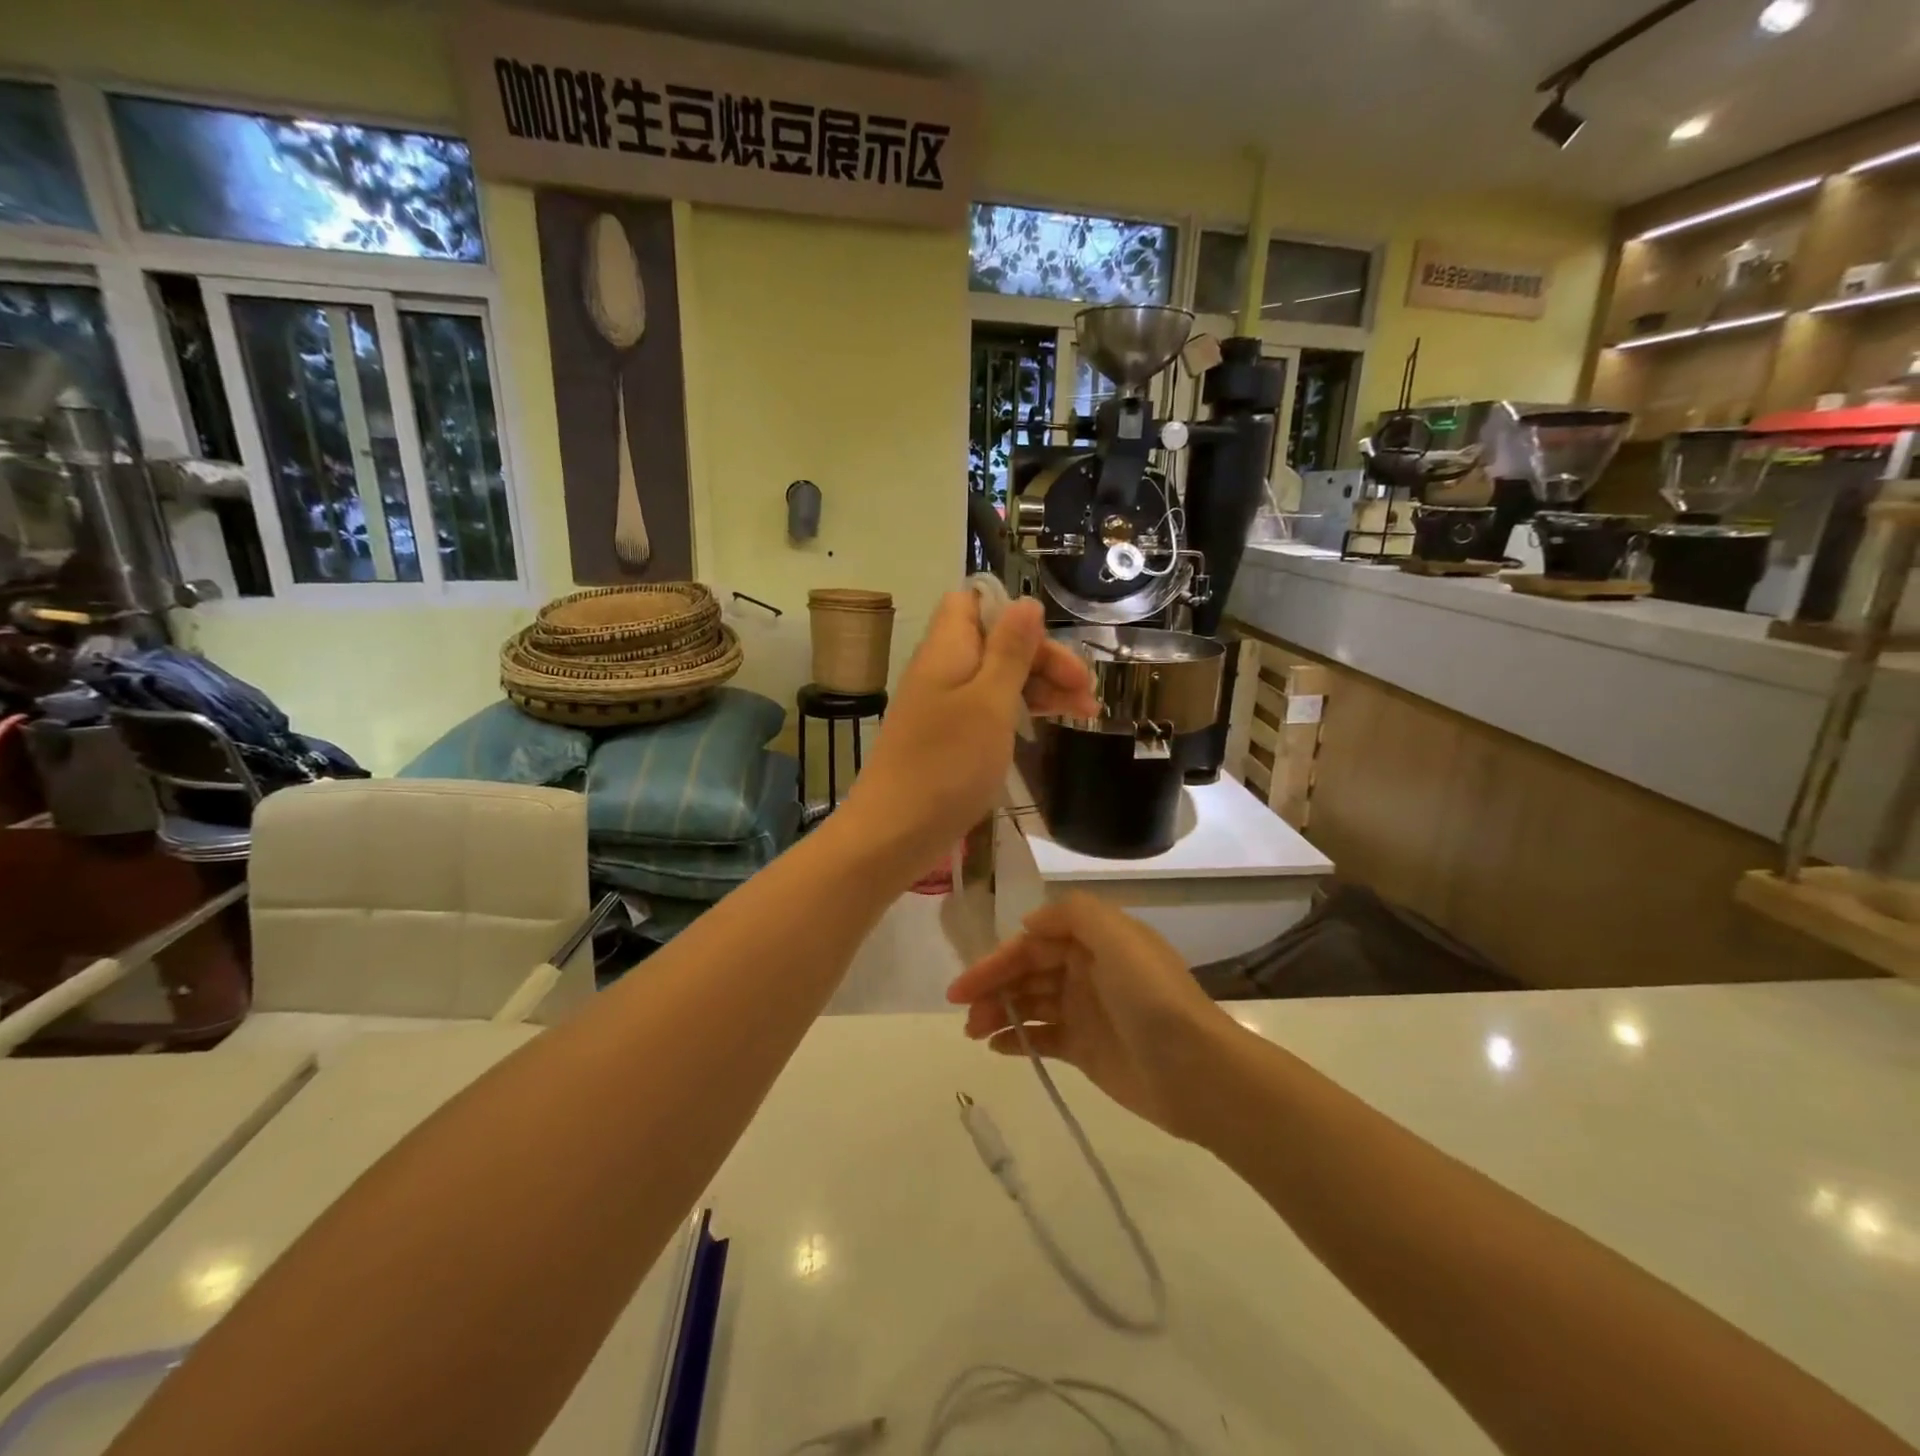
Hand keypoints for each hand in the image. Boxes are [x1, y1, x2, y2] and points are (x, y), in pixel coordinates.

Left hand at [840, 591, 1098, 875]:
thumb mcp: (989, 701)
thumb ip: (1010, 650)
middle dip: (1044, 658)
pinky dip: (1019, 712)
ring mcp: (943, 705)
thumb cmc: (947, 763)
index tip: (1049, 644)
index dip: (1013, 614)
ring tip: (1086, 712)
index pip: (974, 602)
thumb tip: (1027, 602)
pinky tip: (1049, 725)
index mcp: (947, 648)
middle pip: (996, 642)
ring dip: (1041, 687)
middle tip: (1087, 691)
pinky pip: (988, 709)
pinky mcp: (947, 738)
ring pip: (997, 678)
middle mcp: (942, 669)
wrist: (896, 832)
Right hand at [945, 893, 1228, 1136]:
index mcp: (1094, 941)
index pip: (1033, 942)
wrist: (1196, 1071)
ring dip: (998, 1012)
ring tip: (973, 1032)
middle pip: (1027, 971)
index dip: (997, 959)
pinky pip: (1043, 1037)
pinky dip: (1018, 1039)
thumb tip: (1030, 924)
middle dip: (992, 987)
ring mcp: (1086, 1011)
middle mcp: (1086, 970)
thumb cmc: (1151, 998)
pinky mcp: (1086, 1050)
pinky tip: (997, 1047)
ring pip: (1030, 1003)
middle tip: (962, 1012)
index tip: (966, 984)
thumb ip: (1073, 914)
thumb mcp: (1118, 937)